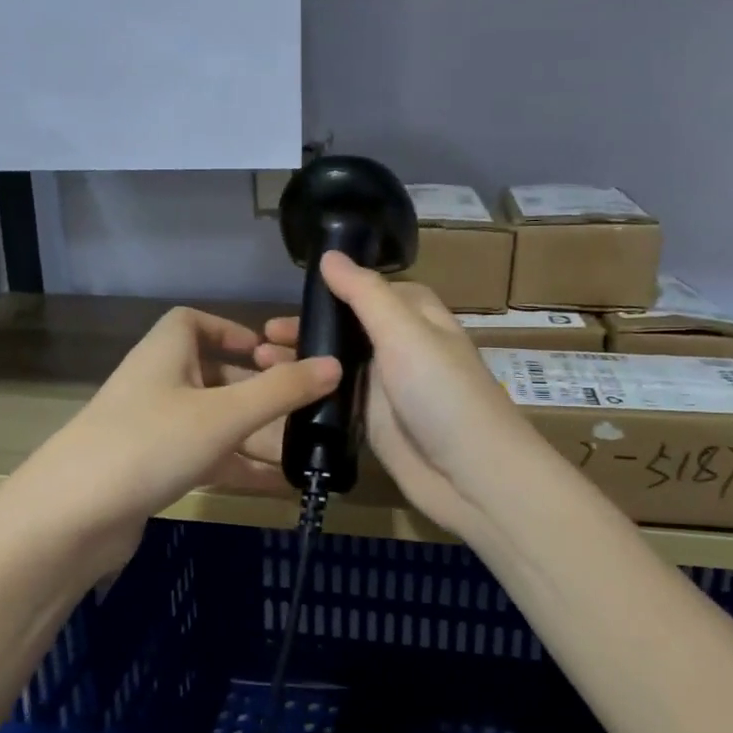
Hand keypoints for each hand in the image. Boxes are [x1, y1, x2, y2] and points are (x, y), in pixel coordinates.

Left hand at [0, 307, 340, 579]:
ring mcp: (151, 430)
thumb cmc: (150, 443)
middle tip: (303, 410)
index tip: (271, 353)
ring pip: (213, 423)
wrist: (71, 518)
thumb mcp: (225, 414)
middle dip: (258, 392)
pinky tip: (276, 486)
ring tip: (302, 451)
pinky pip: (204, 459)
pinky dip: (237, 467)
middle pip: (213, 376)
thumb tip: (334, 364)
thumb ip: (281, 391)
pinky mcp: (150, 471)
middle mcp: (157, 384)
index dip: (232, 331)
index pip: (194, 322)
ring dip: (254, 435)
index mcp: (165, 353)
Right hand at [257, 253, 550, 541]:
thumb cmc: (442, 393)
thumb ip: (365, 294)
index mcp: (417, 319)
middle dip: (310, 327)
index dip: (339, 287)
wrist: (472, 477)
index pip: (374, 291)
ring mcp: (387, 391)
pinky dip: (309, 396)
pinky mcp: (373, 426)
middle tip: (264, 334)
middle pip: (349, 329)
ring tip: (260, 362)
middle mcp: (402, 349)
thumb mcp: (405, 333)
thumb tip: (329, 255)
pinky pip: (336, 402)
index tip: (296, 290)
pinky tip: (276, 395)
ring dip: (302, 362)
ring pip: (337, 367)